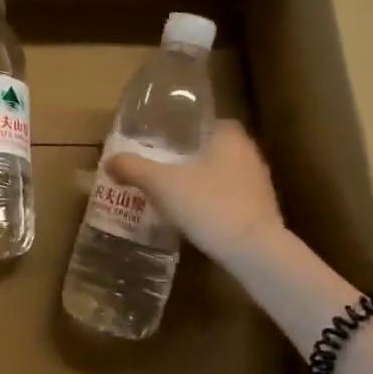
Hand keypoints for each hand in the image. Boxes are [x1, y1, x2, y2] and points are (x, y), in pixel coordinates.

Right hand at [108, 120, 284, 267]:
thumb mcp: (160, 184)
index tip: (170, 140)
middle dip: (194, 157)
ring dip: (205, 182)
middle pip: (218, 149)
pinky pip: (233, 200)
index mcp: (230, 138)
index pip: (214, 122)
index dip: (192, 129)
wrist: (253, 251)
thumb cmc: (208, 204)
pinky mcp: (263, 214)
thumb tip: (109, 160)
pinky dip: (215, 204)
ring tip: (177, 193)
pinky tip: (196, 217)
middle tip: (166, 167)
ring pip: (226, 175)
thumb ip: (133, 168)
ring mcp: (260, 187)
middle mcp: (250, 156)